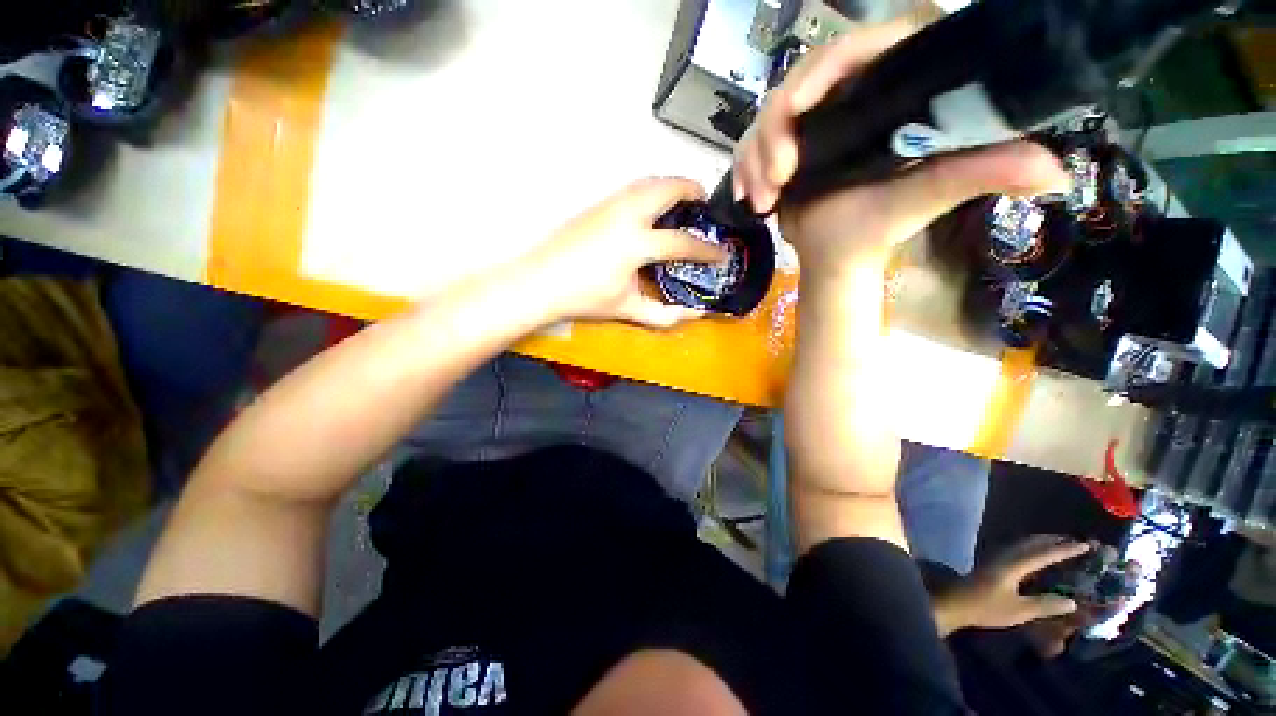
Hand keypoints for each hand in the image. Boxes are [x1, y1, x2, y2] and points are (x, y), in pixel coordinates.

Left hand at [529, 178, 728, 327]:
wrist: (540, 282)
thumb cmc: (584, 298)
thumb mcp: (627, 308)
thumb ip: (664, 314)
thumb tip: (694, 314)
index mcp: (636, 243)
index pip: (682, 242)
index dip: (707, 250)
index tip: (722, 254)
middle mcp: (627, 214)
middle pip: (668, 188)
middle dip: (693, 191)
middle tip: (704, 206)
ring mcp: (610, 204)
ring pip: (649, 182)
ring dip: (671, 186)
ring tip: (681, 203)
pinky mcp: (597, 203)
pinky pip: (633, 188)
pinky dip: (651, 190)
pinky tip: (651, 210)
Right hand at [734, 22, 1070, 276]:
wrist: (836, 256)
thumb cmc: (881, 228)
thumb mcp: (930, 196)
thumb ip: (984, 173)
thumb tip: (1053, 171)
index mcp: (887, 94)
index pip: (855, 49)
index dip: (823, 66)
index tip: (798, 106)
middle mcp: (847, 99)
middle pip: (798, 82)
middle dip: (774, 132)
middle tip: (778, 178)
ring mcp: (811, 124)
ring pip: (766, 116)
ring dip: (754, 158)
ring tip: (763, 200)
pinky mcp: (784, 147)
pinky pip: (751, 144)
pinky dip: (743, 169)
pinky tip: (749, 195)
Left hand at [936, 536, 1089, 634]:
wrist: (955, 603)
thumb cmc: (986, 608)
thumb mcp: (1019, 611)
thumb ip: (1045, 605)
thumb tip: (1072, 601)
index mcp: (1013, 565)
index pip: (1043, 554)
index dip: (1065, 550)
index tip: (1085, 545)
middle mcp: (1005, 556)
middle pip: (1032, 543)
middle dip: (1054, 541)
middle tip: (1075, 541)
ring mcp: (996, 557)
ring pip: (1023, 544)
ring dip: (1042, 542)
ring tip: (1060, 544)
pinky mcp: (992, 562)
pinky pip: (1017, 549)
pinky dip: (1032, 548)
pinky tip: (1037, 555)